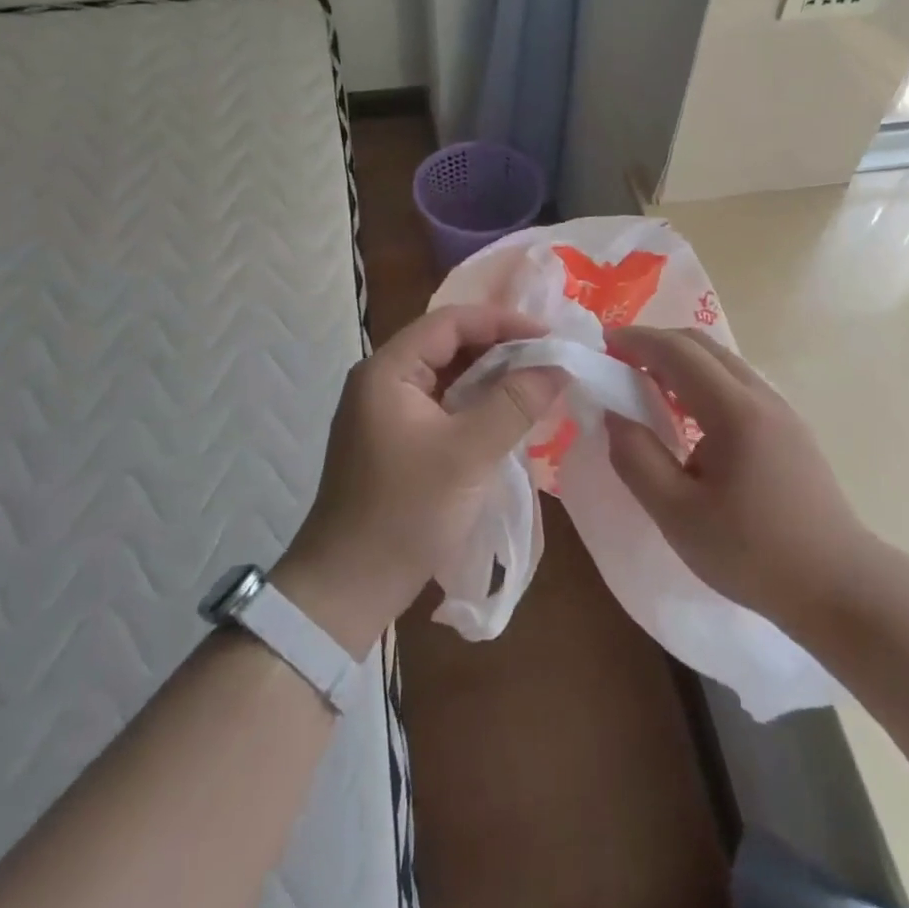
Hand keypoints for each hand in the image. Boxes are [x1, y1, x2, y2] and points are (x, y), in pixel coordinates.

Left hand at [273, 306, 567, 656]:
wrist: (349, 586)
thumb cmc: (406, 511)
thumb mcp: (468, 453)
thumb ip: (515, 403)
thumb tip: (559, 366)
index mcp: (388, 370)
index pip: (451, 321)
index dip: (503, 322)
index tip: (550, 338)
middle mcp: (383, 381)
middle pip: (449, 345)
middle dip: (501, 349)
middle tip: (551, 361)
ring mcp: (387, 412)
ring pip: (448, 377)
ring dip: (491, 378)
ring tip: (538, 385)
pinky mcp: (397, 441)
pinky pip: (444, 406)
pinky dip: (477, 405)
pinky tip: (509, 416)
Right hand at [604, 326, 871, 630]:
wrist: (839, 587)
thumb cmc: (752, 553)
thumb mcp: (677, 514)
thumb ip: (636, 458)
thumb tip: (614, 414)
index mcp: (735, 410)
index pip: (677, 351)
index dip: (635, 341)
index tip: (601, 346)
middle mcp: (762, 396)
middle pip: (702, 345)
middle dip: (655, 344)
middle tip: (618, 365)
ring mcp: (782, 410)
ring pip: (723, 362)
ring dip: (680, 363)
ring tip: (646, 389)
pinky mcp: (790, 428)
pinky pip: (738, 384)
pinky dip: (702, 381)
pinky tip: (688, 418)